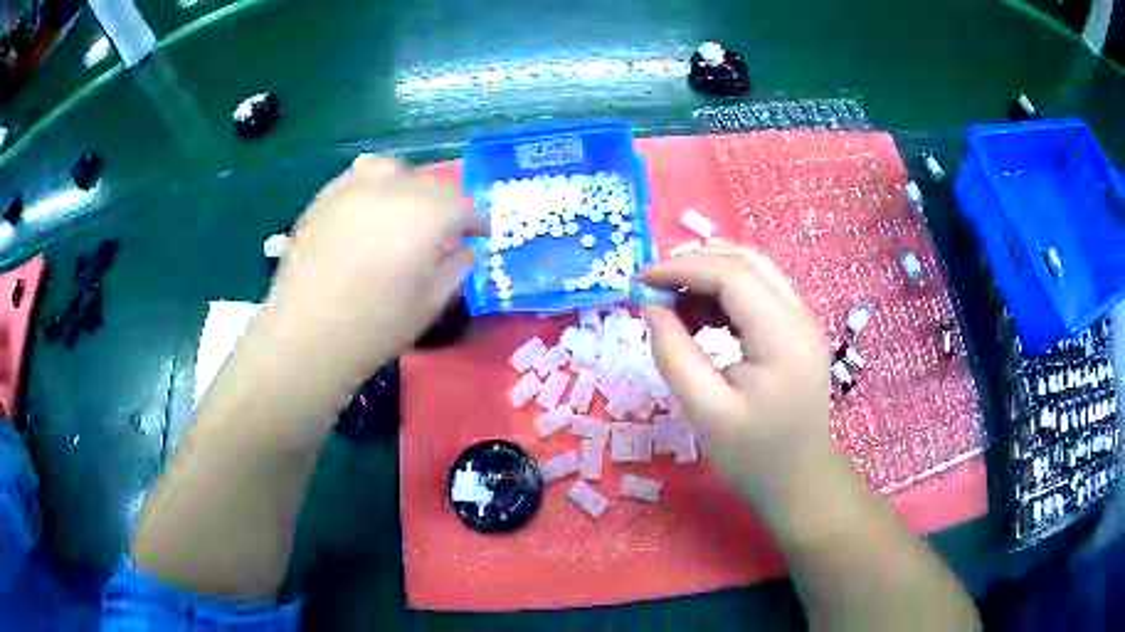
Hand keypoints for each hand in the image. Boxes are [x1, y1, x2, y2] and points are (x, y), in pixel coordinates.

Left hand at [265, 155, 483, 386]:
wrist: (306, 337)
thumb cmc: (374, 329)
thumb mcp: (428, 306)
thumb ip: (455, 270)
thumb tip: (467, 250)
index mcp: (426, 217)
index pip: (464, 205)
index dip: (477, 219)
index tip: (480, 234)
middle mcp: (393, 190)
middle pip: (431, 182)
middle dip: (446, 203)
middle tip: (445, 228)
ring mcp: (354, 189)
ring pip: (394, 169)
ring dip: (409, 185)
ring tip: (405, 209)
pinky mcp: (325, 198)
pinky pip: (357, 176)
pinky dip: (373, 185)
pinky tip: (369, 210)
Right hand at [641, 248, 838, 511]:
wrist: (798, 481)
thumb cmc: (753, 456)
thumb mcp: (705, 411)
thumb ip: (674, 353)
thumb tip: (650, 305)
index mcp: (783, 336)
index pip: (732, 275)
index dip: (682, 268)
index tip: (640, 281)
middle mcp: (800, 316)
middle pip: (745, 263)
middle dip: (694, 265)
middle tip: (653, 288)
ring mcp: (801, 321)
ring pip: (752, 273)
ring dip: (708, 278)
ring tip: (671, 306)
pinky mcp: (795, 331)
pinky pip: (757, 294)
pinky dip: (723, 295)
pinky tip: (699, 319)